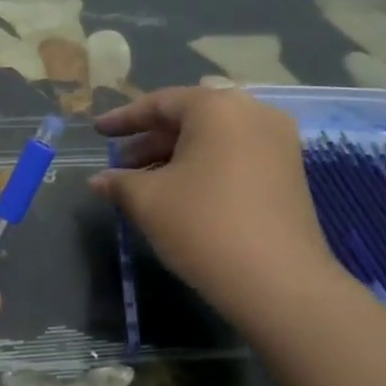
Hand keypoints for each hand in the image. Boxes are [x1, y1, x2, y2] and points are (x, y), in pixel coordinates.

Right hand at [91, 85, 349, 325]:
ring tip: (143, 182)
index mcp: (217, 107)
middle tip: (119, 163)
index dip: (123, 118)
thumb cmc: (204, 226)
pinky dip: (203, 165)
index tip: (97, 131)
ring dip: (175, 154)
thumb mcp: (147, 201)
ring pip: (213, 137)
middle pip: (190, 117)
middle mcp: (253, 113)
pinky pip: (235, 154)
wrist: (279, 282)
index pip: (159, 103)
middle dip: (150, 139)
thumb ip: (119, 182)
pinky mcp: (288, 172)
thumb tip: (99, 180)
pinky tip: (179, 192)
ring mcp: (277, 142)